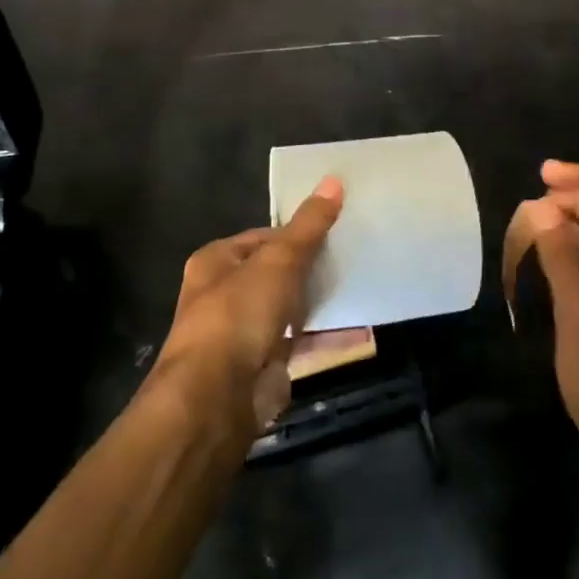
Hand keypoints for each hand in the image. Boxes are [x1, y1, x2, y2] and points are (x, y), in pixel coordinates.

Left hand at [154, 177, 342, 434]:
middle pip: (277, 272)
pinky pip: (303, 342)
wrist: (218, 397)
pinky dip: (329, 336)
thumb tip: (334, 180)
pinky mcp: (265, 365)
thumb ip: (308, 226)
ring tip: (362, 283)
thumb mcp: (279, 259)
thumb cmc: (239, 313)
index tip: (333, 229)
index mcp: (217, 262)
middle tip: (352, 255)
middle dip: (312, 267)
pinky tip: (362, 327)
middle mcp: (225, 295)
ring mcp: (245, 333)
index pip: (262, 237)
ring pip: (291, 308)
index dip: (296, 232)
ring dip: (322, 301)